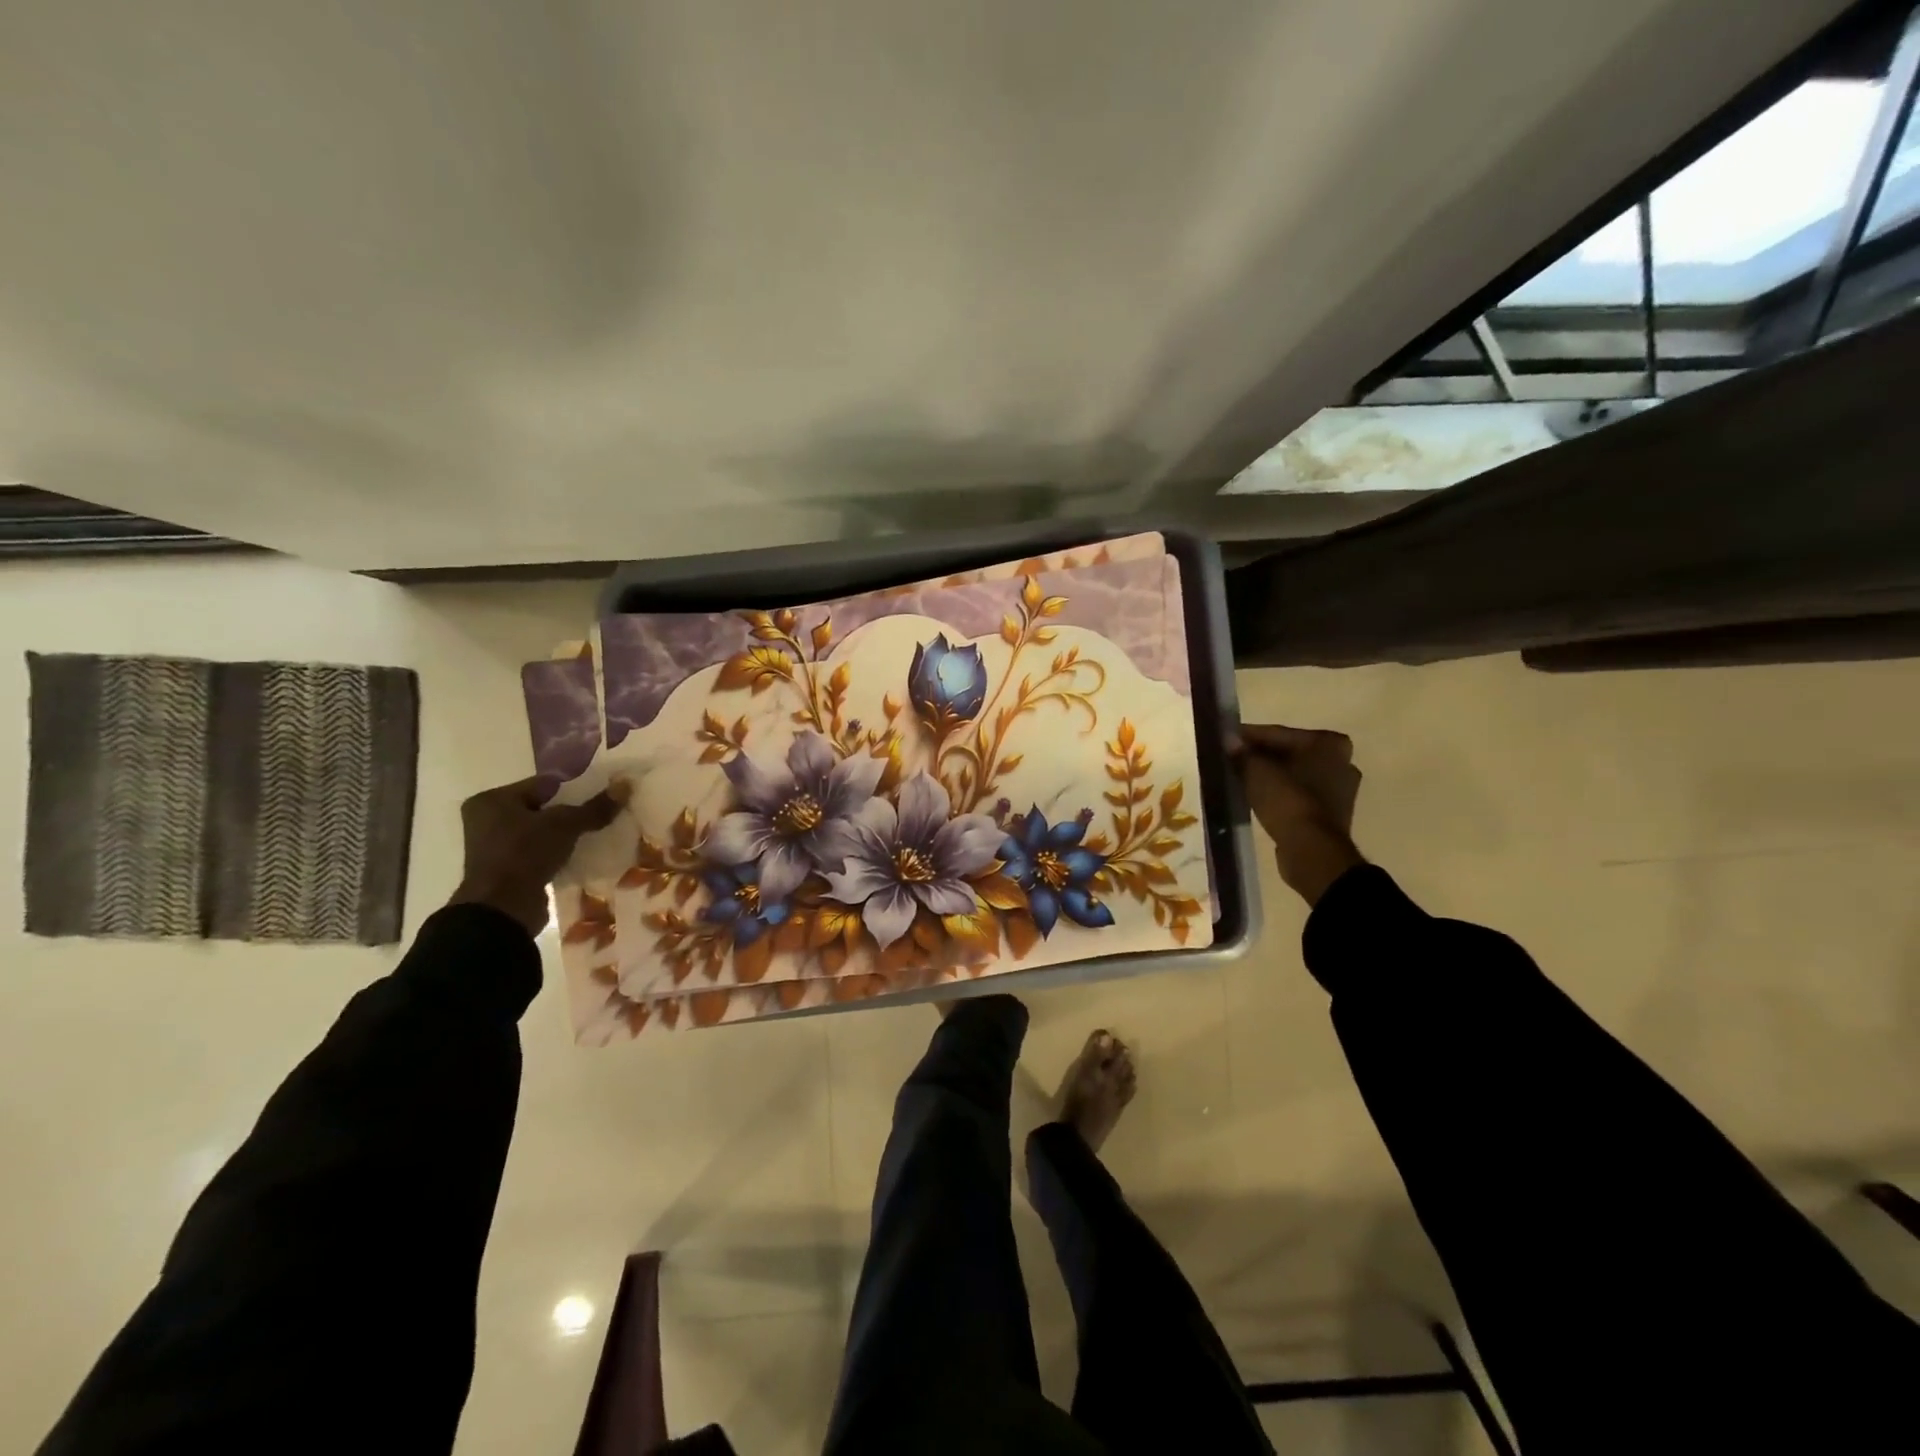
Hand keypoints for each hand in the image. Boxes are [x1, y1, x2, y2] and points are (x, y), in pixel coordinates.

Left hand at [448, 778, 618, 935]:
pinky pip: (539, 852)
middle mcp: (487, 820)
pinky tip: (582, 854)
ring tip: (597, 833)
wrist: (502, 909)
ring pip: (541, 832)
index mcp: (492, 800)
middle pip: (542, 808)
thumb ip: (594, 807)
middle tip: (602, 813)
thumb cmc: (524, 854)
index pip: (542, 785)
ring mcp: (495, 847)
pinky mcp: (506, 870)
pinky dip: (558, 852)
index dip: (574, 788)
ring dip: (566, 834)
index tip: (601, 794)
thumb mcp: (565, 825)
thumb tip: (625, 786)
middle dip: (571, 812)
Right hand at [1235, 724, 1364, 906]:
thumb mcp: (1257, 772)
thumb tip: (1229, 740)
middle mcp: (1341, 761)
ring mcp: (1340, 790)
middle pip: (1289, 753)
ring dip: (1270, 776)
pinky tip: (1259, 798)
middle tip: (1231, 760)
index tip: (1225, 740)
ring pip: (1294, 775)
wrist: (1311, 850)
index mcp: (1329, 743)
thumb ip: (1242, 753)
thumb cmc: (1288, 801)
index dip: (1248, 737)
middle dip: (1260, 757)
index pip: (1279, 734)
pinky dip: (1281, 794)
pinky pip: (1299, 795)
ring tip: (1241, 780)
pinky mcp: (1332, 814)